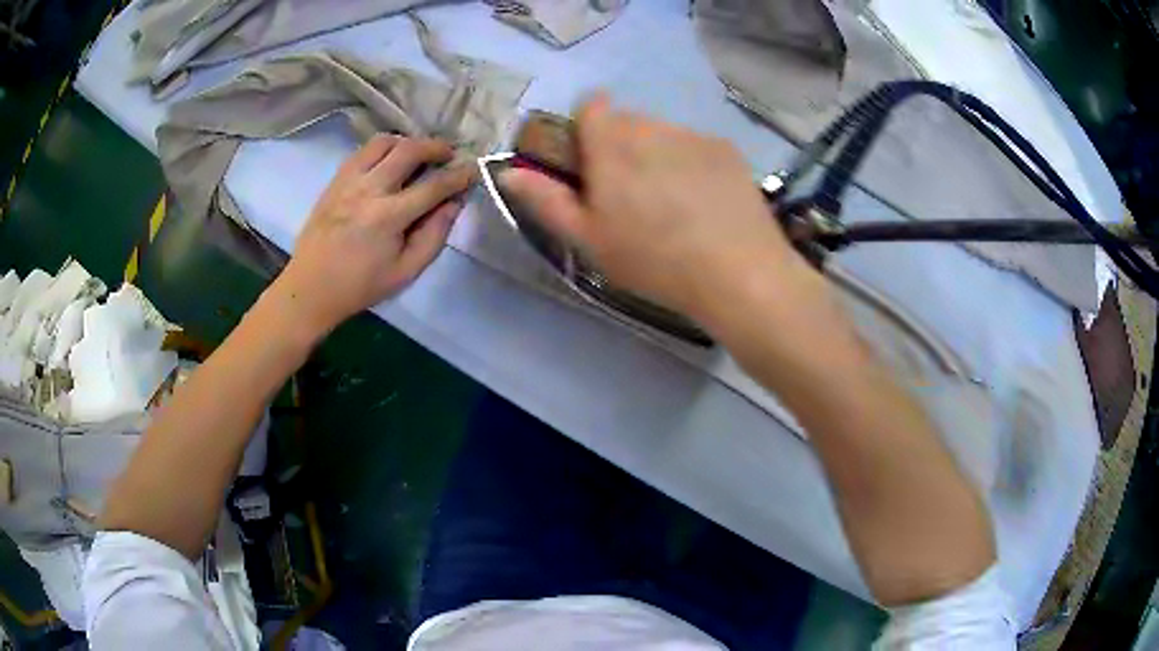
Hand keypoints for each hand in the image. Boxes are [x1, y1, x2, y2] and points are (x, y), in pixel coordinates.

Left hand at [271, 134, 475, 338]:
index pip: (434, 185)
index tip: (476, 169)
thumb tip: (454, 202)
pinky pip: (363, 150)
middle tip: (449, 155)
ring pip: (384, 141)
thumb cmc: (360, 286)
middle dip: (437, 147)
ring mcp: (348, 180)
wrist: (310, 288)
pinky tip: (389, 162)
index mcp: (388, 217)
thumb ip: (435, 235)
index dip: (460, 175)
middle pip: (410, 150)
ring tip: (418, 156)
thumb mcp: (406, 271)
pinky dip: (383, 149)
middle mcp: (369, 189)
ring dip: (408, 143)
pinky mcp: (335, 180)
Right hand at [497, 94, 819, 325]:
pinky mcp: (726, 148)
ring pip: (662, 132)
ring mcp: (693, 135)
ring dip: (656, 153)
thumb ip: (546, 200)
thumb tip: (508, 172)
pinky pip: (695, 144)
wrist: (738, 272)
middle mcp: (651, 128)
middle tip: (631, 194)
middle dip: (620, 146)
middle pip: (626, 120)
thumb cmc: (654, 261)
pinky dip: (691, 162)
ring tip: (672, 202)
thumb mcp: (589, 240)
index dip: (586, 128)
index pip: (591, 106)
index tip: (592, 163)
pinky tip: (704, 201)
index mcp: (612, 146)